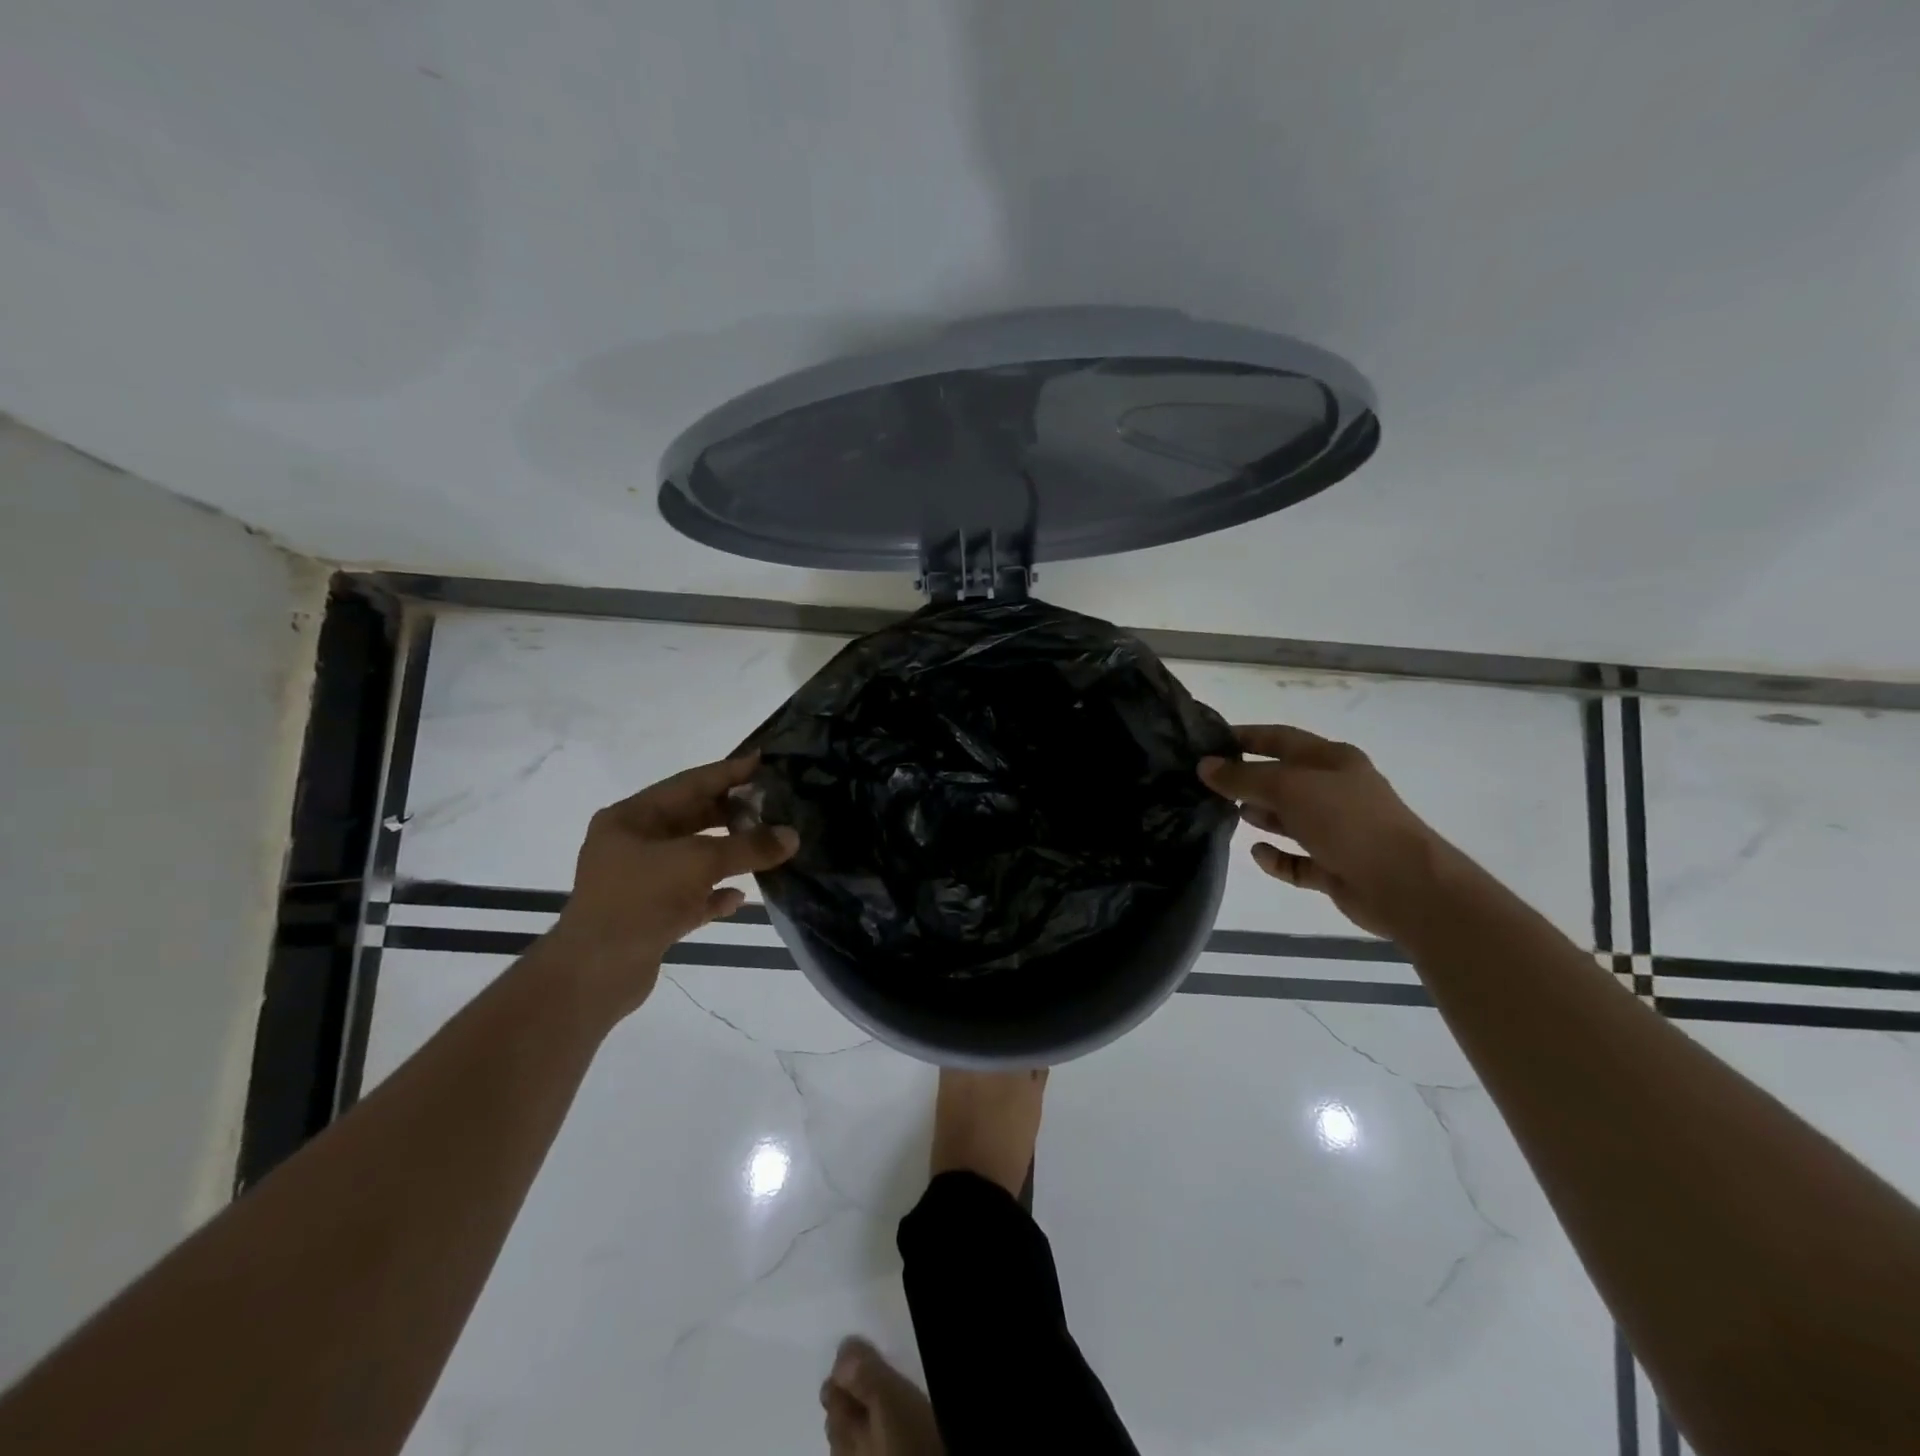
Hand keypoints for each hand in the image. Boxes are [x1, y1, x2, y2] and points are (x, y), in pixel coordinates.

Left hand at [543, 754, 797, 1016]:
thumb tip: (792, 836)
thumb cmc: (640, 901)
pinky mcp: (649, 915)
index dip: (728, 772)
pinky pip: (690, 895)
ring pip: (694, 858)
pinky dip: (715, 893)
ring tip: (768, 847)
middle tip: (774, 805)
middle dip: (732, 813)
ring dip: (729, 854)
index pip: (689, 783)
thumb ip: (748, 847)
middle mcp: (632, 844)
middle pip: (692, 819)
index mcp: (631, 818)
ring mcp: (639, 881)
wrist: (594, 975)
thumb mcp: (698, 863)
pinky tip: (740, 896)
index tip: (764, 760)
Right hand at [1199, 724, 1448, 939]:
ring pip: (1290, 818)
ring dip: (1262, 816)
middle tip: (1208, 785)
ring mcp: (1338, 830)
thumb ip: (1243, 777)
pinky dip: (1277, 857)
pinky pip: (1298, 859)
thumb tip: (1205, 766)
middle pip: (1284, 779)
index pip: (1281, 739)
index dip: (1247, 737)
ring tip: (1227, 814)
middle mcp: (1336, 790)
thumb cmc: (1347, 821)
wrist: (1404, 884)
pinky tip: (1258, 853)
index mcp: (1333, 760)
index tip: (1210, 741)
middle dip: (1249, 780)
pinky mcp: (1336, 867)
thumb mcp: (1289, 788)